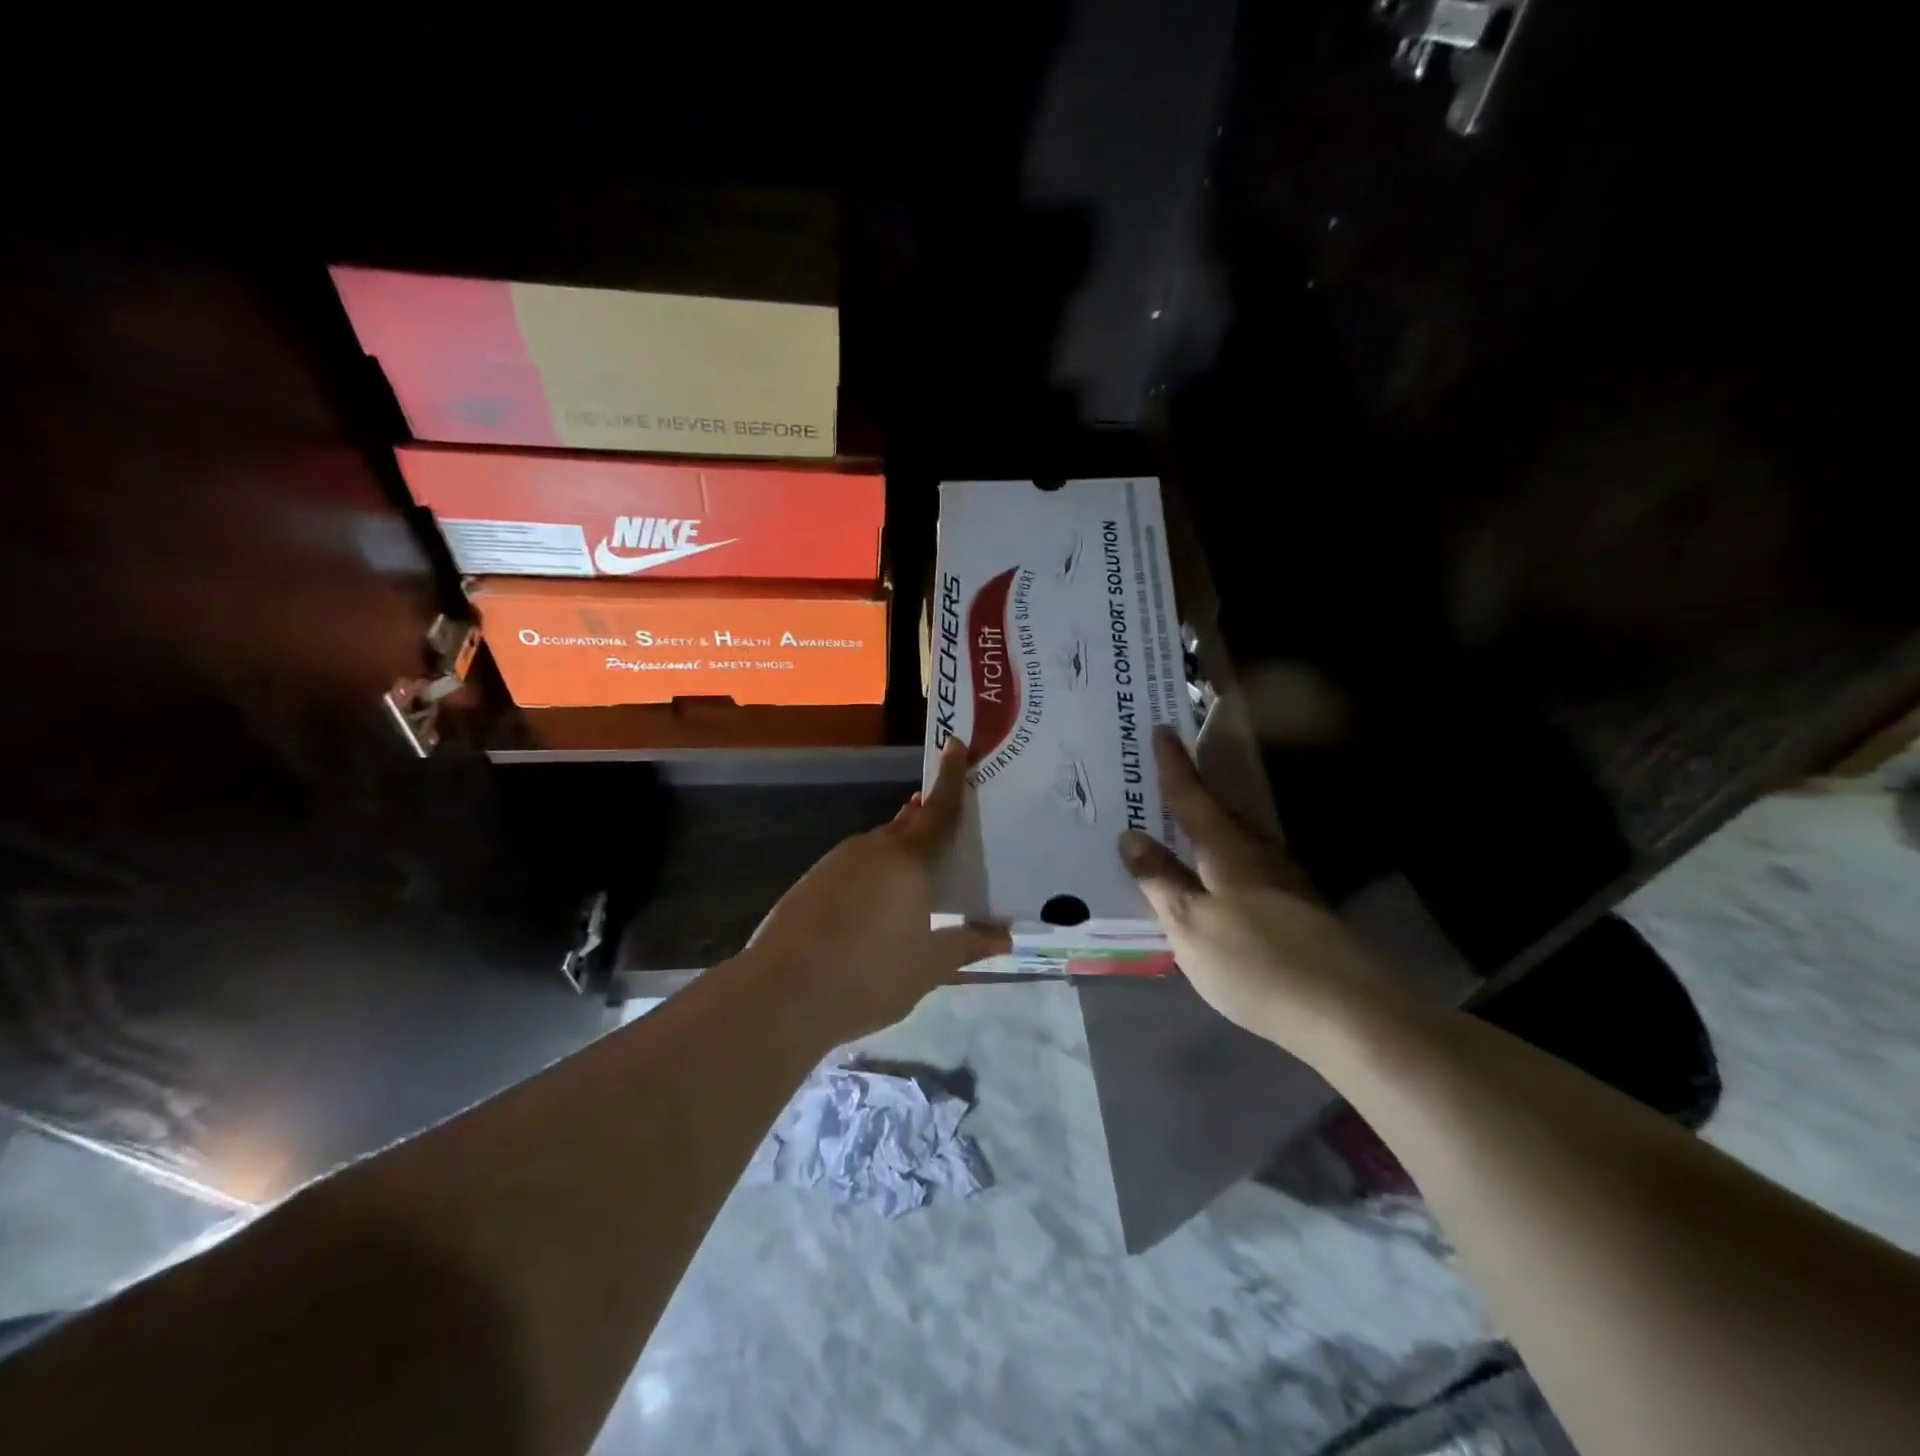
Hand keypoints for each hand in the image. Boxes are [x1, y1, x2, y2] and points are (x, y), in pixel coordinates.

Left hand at [745, 736, 1010, 1042]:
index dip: (951, 777)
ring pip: (877, 849)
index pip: (939, 809)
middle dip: (926, 822)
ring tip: (915, 887)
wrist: (782, 994)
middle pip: (906, 825)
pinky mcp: (810, 885)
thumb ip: (966, 944)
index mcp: (907, 859)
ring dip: (898, 857)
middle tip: (949, 833)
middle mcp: (871, 849)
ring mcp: (835, 864)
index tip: (955, 743)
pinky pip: (852, 869)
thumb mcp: (928, 965)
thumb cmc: (869, 975)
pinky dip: (871, 878)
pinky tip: (872, 912)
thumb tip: (1004, 936)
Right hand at [1117, 728, 1394, 1059]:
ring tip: (1186, 824)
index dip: (1174, 765)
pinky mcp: (1299, 910)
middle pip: (1221, 813)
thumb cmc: (1254, 962)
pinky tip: (1221, 878)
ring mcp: (1284, 883)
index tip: (1162, 729)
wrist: (1346, 1012)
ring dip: (1212, 826)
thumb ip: (1159, 879)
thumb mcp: (1189, 924)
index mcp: (1227, 851)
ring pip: (1240, 840)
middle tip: (1166, 776)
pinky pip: (1251, 868)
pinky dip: (1227, 860)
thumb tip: (1131, 836)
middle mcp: (1258, 856)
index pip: (1192, 798)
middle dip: (1194, 792)